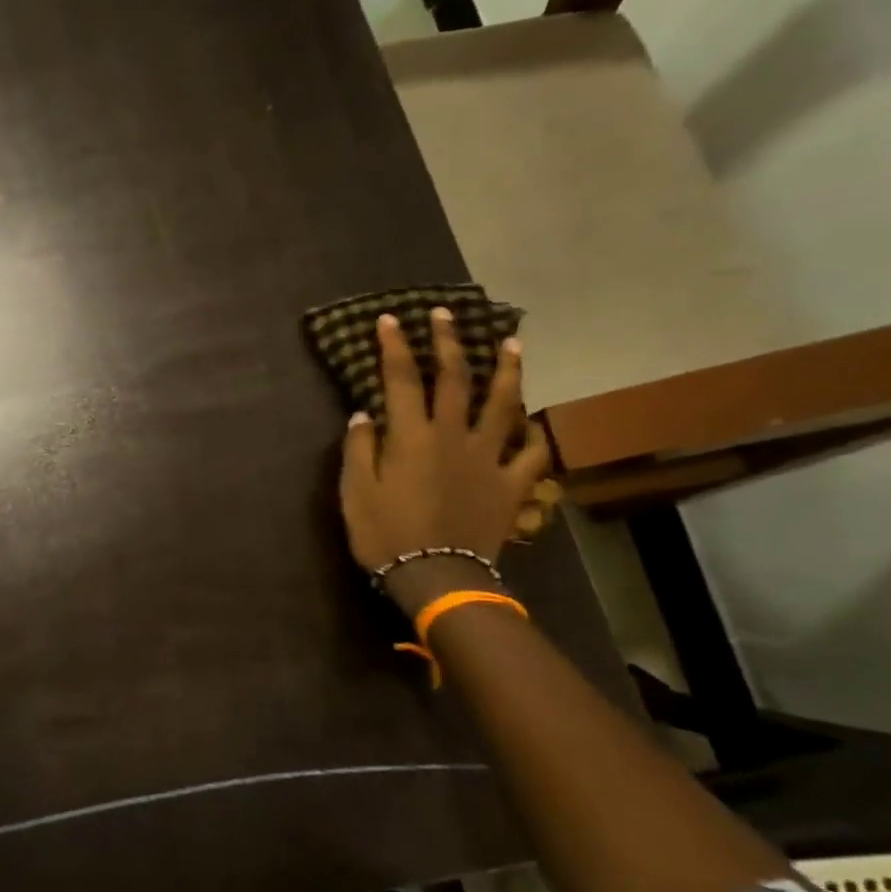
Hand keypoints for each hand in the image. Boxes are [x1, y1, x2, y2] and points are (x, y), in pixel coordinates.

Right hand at [340, 309, 549, 594]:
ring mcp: (489, 459)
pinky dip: (535, 435)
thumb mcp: (355, 492)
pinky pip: (531, 454)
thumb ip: (359, 449)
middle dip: (449, 343)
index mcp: (411, 437)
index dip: (395, 347)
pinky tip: (535, 423)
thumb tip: (364, 414)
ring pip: (504, 405)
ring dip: (508, 371)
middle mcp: (453, 436)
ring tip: (512, 344)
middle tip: (447, 315)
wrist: (436, 576)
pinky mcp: (511, 485)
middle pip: (456, 379)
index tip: (390, 320)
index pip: (402, 379)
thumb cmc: (385, 533)